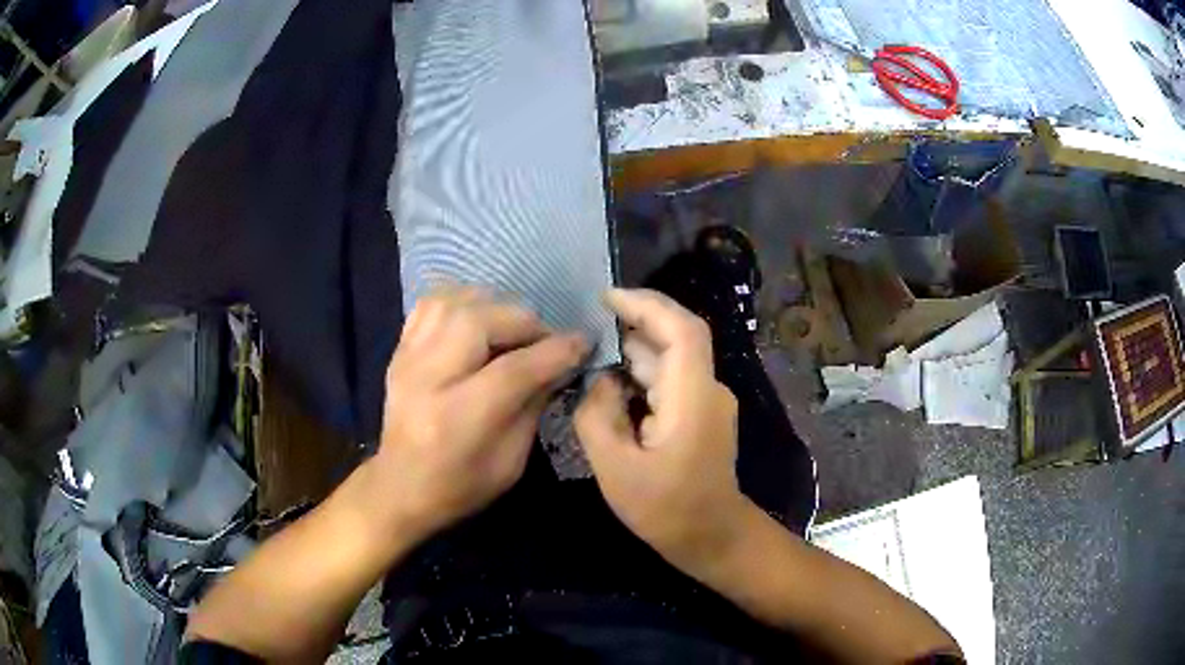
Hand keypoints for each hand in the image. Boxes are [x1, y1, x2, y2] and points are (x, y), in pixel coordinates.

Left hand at [370, 286, 586, 540]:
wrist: (399, 487)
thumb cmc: (461, 486)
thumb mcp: (511, 462)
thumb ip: (534, 405)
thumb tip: (561, 363)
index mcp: (458, 420)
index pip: (513, 369)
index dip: (555, 351)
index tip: (583, 343)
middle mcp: (428, 380)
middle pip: (480, 322)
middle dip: (524, 322)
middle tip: (544, 340)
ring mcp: (407, 360)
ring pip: (453, 303)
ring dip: (494, 307)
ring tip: (512, 328)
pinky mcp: (399, 351)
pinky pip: (431, 304)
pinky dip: (462, 301)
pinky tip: (479, 318)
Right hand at [575, 288, 749, 573]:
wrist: (712, 537)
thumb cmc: (666, 509)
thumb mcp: (615, 467)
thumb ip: (598, 415)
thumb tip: (601, 380)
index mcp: (692, 396)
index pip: (680, 328)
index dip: (646, 304)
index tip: (606, 297)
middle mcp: (707, 388)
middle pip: (675, 338)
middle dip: (632, 325)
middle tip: (587, 328)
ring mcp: (707, 401)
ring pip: (670, 359)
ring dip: (634, 352)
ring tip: (591, 355)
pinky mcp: (701, 414)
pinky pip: (670, 380)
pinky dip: (641, 375)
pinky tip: (612, 386)